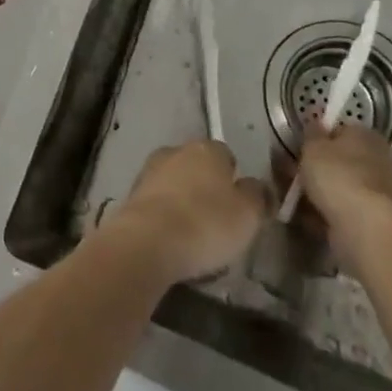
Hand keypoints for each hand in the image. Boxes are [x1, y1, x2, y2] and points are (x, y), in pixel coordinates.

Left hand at [103, 140, 269, 284]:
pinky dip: (165, 215)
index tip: (239, 206)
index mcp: (207, 149)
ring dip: (183, 200)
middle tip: (218, 220)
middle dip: (206, 187)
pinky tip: (172, 239)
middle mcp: (176, 150)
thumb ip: (258, 197)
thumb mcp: (248, 214)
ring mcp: (149, 170)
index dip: (234, 179)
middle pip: (197, 166)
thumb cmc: (206, 223)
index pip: (226, 156)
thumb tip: (259, 187)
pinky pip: (157, 202)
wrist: (148, 241)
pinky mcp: (131, 194)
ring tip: (194, 234)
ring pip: (175, 182)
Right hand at [293, 121, 391, 271]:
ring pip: (344, 187)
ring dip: (323, 192)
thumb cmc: (338, 176)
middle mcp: (380, 160)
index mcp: (367, 135)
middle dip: (321, 168)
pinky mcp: (378, 220)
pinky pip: (347, 210)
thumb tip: (315, 122)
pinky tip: (310, 219)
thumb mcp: (313, 146)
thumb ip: (311, 133)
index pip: (341, 130)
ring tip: (296, 200)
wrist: (367, 228)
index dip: (319, 139)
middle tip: (294, 176)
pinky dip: (330, 213)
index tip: (301, 149)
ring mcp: (382, 193)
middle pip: (344, 160)